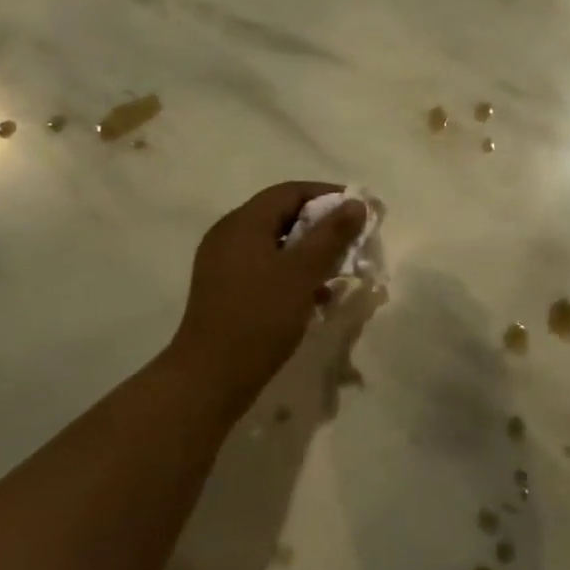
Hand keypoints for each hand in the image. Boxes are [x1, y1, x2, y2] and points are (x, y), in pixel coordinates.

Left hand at [165, 182, 367, 412]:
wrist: (211, 378)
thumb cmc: (259, 318)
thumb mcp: (303, 273)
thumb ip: (331, 234)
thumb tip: (355, 203)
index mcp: (243, 223)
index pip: (289, 191)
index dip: (327, 195)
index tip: (359, 210)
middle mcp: (229, 235)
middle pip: (281, 215)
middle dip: (321, 226)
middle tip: (353, 240)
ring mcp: (224, 264)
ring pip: (276, 244)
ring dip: (310, 252)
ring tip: (339, 270)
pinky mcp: (226, 290)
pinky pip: (266, 268)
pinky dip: (292, 273)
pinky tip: (315, 297)